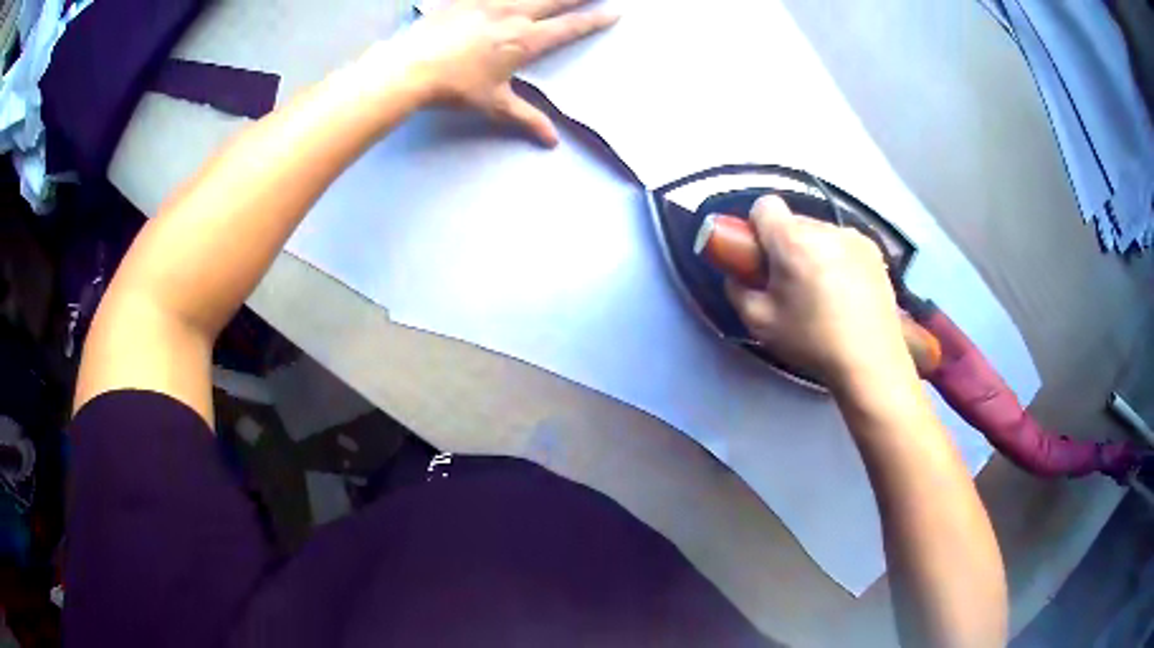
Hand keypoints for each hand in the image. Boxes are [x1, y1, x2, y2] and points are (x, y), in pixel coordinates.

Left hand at [383, 0, 616, 145]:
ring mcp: (488, 1)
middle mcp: (514, 14)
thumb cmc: (455, 88)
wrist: (410, 68)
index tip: (614, 12)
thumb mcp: (494, 105)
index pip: (570, 28)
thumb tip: (552, 141)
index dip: (594, 20)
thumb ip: (526, 117)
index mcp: (526, 40)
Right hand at [724, 196, 912, 389]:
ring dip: (813, 250)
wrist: (870, 362)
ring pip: (820, 232)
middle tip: (791, 282)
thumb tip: (737, 274)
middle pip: (794, 221)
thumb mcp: (760, 322)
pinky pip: (843, 243)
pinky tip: (846, 291)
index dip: (757, 227)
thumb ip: (738, 290)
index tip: (761, 257)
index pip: (765, 206)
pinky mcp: (874, 251)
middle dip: (786, 243)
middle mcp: (825, 229)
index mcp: (794, 241)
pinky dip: (837, 258)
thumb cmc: (813, 342)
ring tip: (822, 290)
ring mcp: (854, 237)